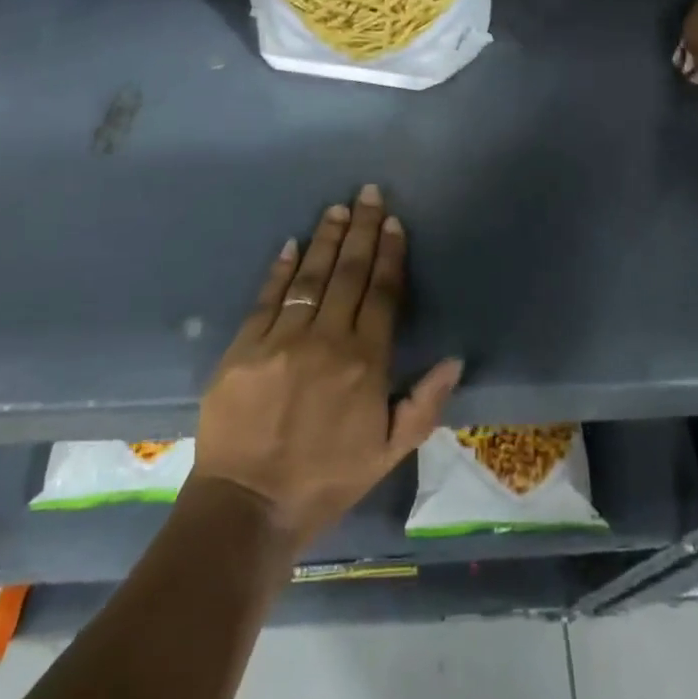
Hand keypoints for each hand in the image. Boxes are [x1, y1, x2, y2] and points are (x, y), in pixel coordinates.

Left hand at [190, 185, 464, 553]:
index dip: (390, 254)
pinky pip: (268, 296)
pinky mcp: (245, 344)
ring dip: (327, 238)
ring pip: (310, 275)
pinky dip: (281, 268)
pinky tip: (292, 243)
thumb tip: (453, 358)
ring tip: (338, 209)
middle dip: (363, 229)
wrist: (247, 505)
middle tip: (368, 193)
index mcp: (365, 362)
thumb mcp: (389, 453)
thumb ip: (424, 403)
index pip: (383, 293)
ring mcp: (282, 337)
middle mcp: (326, 339)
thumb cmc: (326, 479)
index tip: (394, 222)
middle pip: (349, 273)